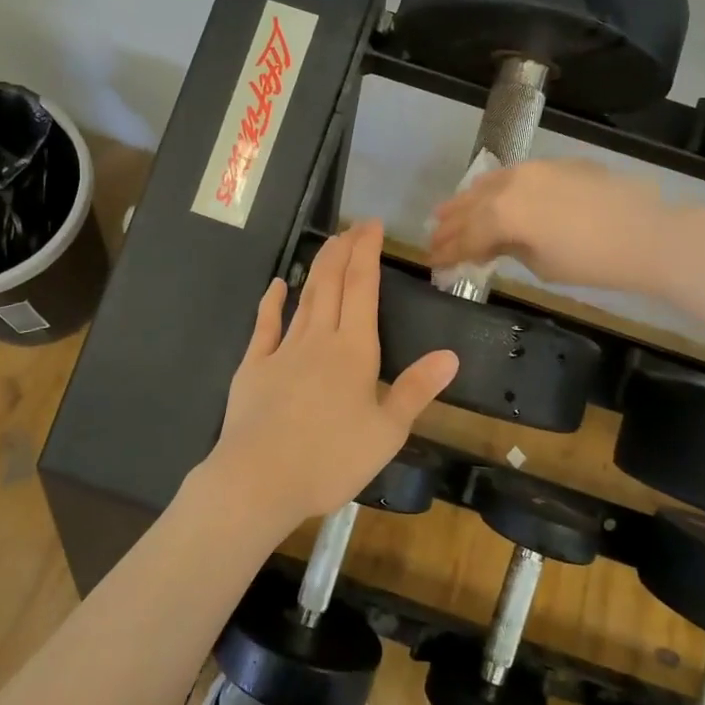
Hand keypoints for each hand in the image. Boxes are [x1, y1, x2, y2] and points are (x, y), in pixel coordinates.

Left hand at [196, 221, 458, 532]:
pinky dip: (272, 302)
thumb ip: (416, 390)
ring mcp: (282, 350)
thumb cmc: (331, 459)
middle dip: (344, 250)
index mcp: (354, 350)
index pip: (363, 288)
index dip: (367, 253)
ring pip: (304, 298)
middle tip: (353, 226)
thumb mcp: (387, 432)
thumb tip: (450, 355)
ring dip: (317, 268)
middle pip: (332, 283)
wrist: (259, 479)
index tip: (372, 226)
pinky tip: (277, 285)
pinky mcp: (254, 366)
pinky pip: (265, 326)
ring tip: (328, 245)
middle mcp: (319, 339)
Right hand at [429, 158, 670, 290]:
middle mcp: (509, 185)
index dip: (446, 252)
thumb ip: (507, 249)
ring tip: (447, 212)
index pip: (465, 236)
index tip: (432, 263)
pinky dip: (493, 188)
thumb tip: (490, 245)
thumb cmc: (591, 262)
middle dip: (449, 225)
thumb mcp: (540, 264)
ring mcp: (531, 170)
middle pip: (469, 206)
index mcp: (501, 214)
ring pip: (487, 184)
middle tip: (433, 239)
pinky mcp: (553, 165)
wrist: (646, 234)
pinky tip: (489, 195)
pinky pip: (511, 175)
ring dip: (465, 201)